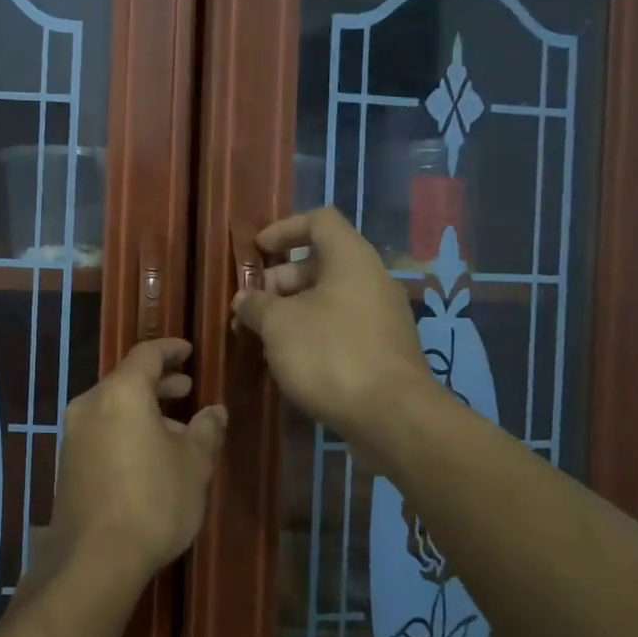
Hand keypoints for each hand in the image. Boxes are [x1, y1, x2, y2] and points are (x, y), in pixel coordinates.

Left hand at [44, 338, 226, 589]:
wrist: (96, 558)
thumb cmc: (154, 501)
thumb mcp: (194, 464)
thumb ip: (205, 430)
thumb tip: (215, 411)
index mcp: (121, 393)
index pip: (146, 355)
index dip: (170, 350)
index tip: (189, 351)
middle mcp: (90, 405)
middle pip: (127, 381)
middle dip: (159, 383)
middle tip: (188, 390)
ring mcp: (73, 435)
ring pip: (113, 408)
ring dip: (144, 410)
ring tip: (176, 430)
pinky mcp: (67, 463)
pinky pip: (101, 431)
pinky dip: (126, 430)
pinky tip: (148, 455)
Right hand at [232, 208, 436, 445]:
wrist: (391, 416)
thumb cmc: (330, 354)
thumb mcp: (278, 324)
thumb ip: (256, 305)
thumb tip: (246, 301)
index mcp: (351, 258)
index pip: (319, 221)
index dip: (284, 229)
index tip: (257, 251)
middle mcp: (372, 279)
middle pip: (321, 262)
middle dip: (280, 279)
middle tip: (253, 306)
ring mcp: (382, 316)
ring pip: (329, 298)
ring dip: (293, 309)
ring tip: (263, 335)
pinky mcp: (383, 349)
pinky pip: (342, 325)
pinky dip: (313, 331)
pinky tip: (291, 359)